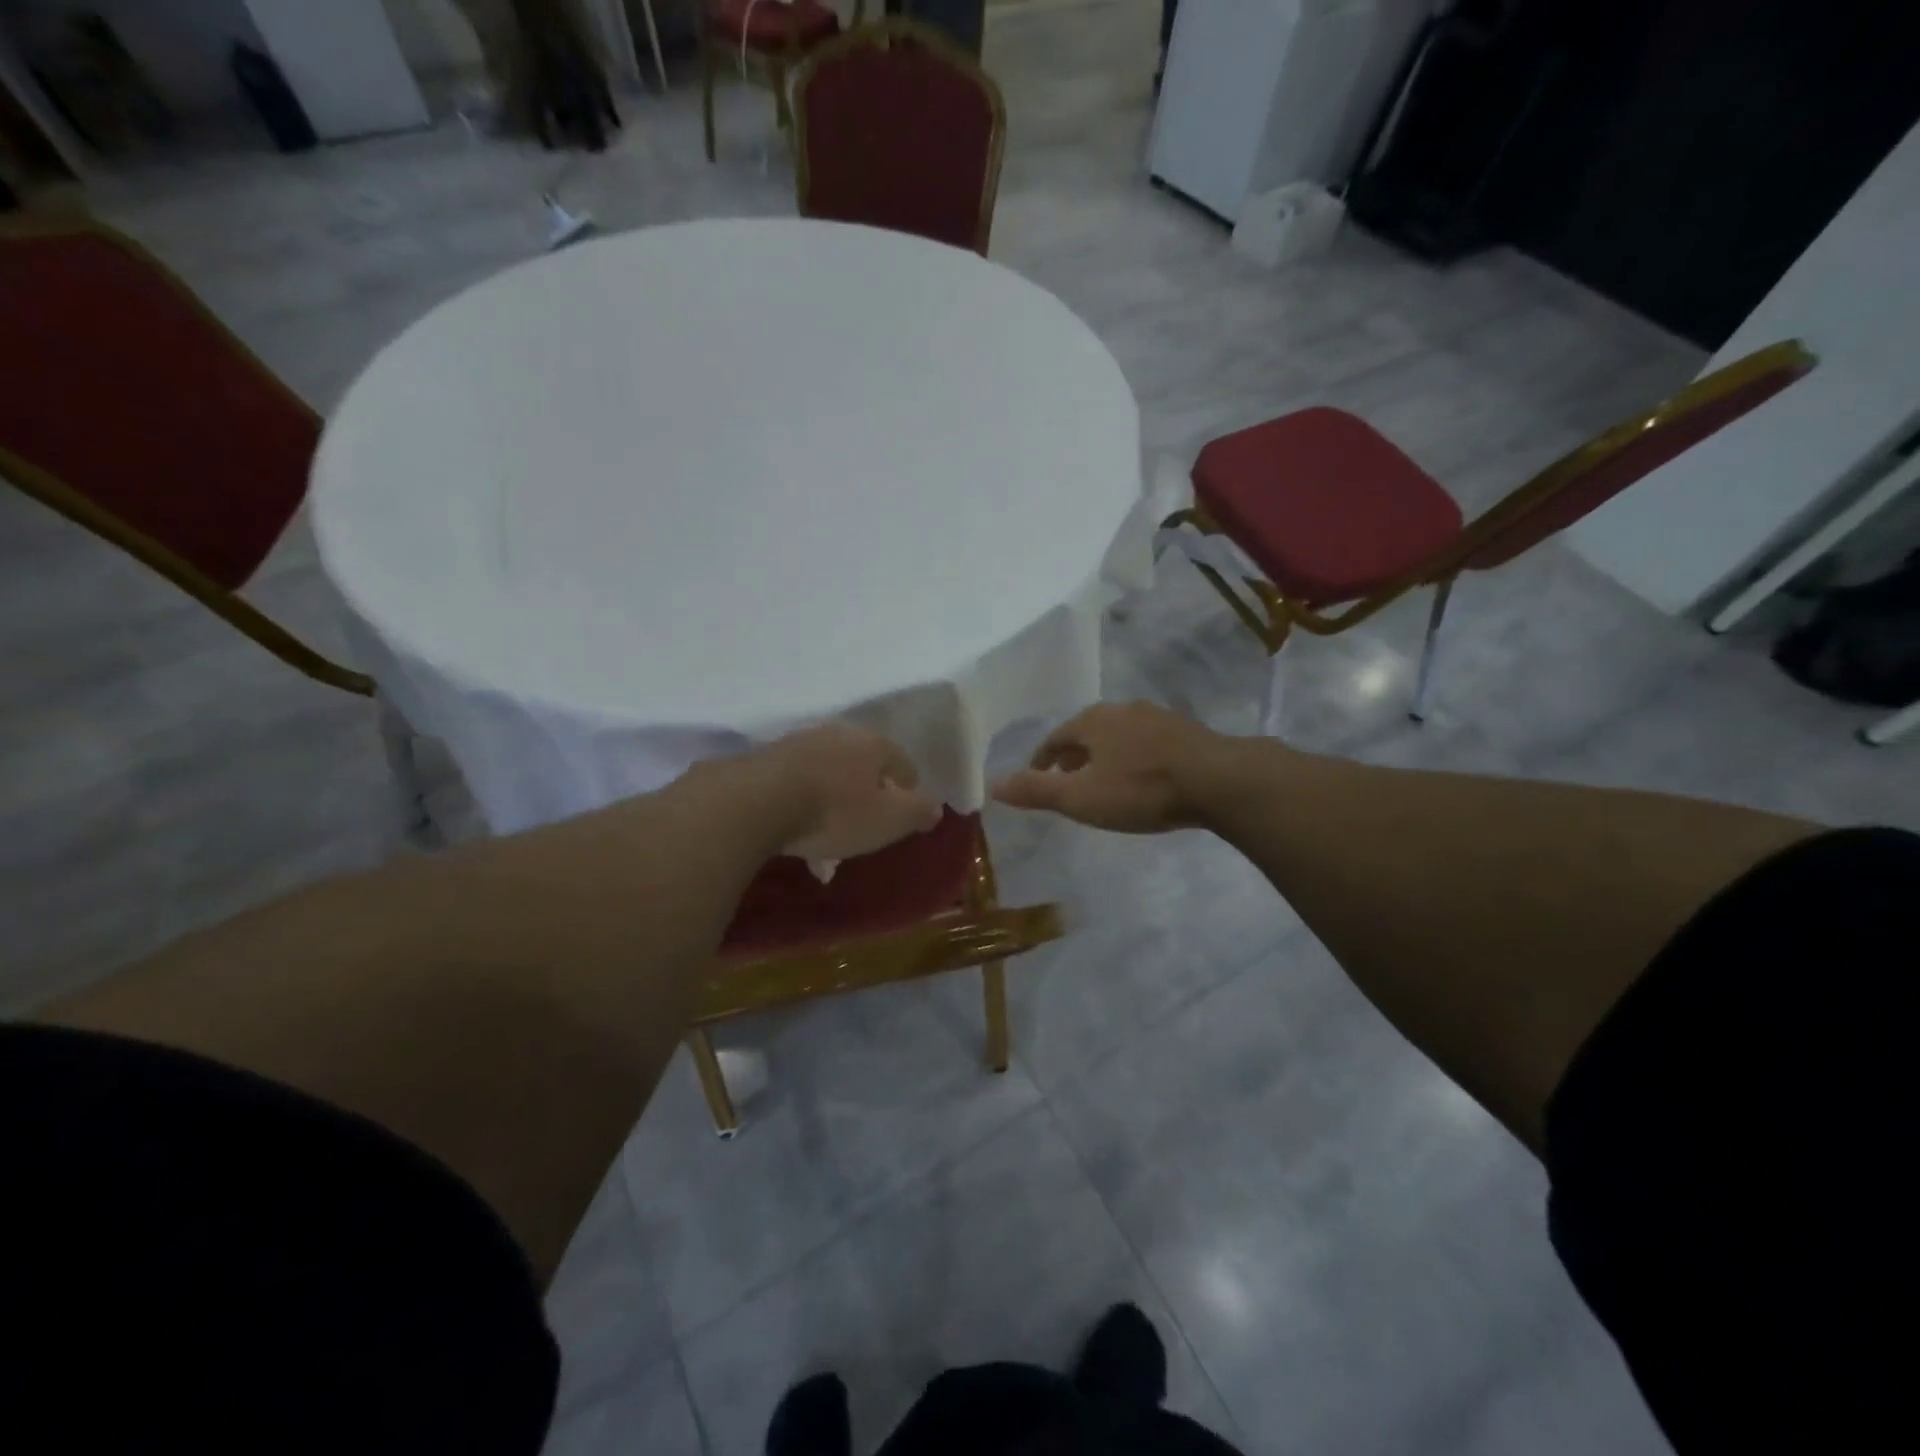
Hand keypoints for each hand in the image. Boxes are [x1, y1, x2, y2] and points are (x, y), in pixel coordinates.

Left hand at [754, 723, 942, 860]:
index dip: (909, 791)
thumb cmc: (834, 812)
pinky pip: (798, 779)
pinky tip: (796, 825)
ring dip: (834, 796)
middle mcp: (839, 734)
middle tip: (866, 824)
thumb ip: (917, 811)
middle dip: (868, 793)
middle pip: (864, 764)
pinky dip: (804, 799)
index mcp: (874, 744)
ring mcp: (800, 742)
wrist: (755, 802)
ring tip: (827, 830)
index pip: (903, 764)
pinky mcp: (767, 758)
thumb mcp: (888, 820)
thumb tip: (936, 807)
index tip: (904, 817)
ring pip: (829, 771)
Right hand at [992, 702, 1231, 833]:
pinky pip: (1145, 742)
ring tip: (1102, 780)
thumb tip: (992, 784)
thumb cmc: (1141, 789)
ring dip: (1104, 755)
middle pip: (1086, 732)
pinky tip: (1142, 777)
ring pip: (1118, 735)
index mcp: (1092, 721)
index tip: (1037, 779)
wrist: (1219, 780)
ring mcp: (1157, 717)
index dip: (1041, 760)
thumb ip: (1037, 790)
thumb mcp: (1082, 797)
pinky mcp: (1185, 731)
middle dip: (1072, 756)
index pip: (1055, 737)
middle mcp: (1122, 710)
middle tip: (1067, 781)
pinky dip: (1133, 757)